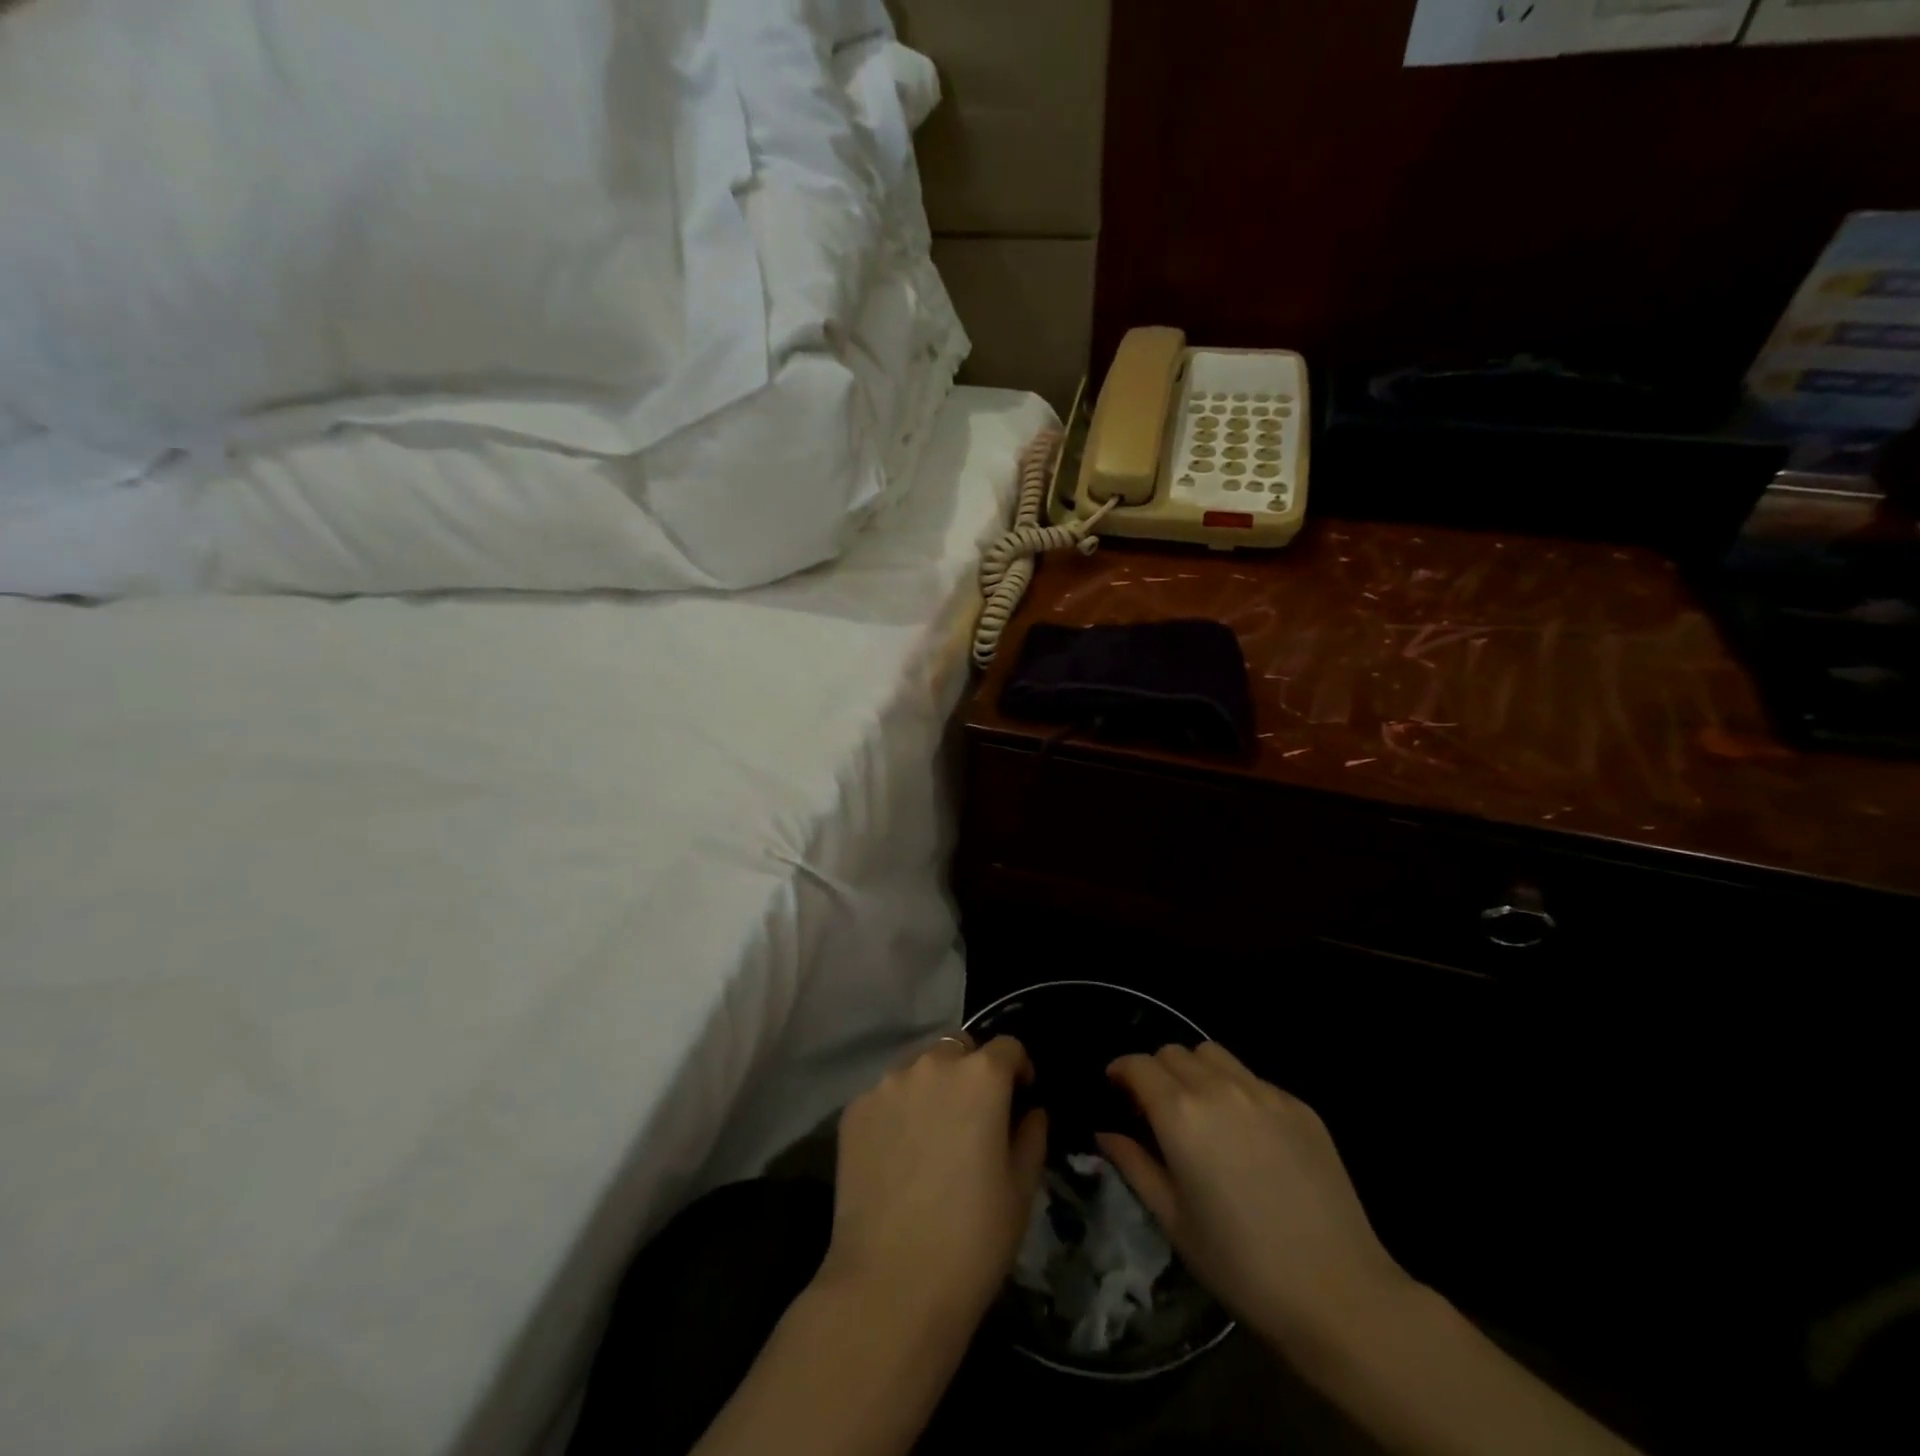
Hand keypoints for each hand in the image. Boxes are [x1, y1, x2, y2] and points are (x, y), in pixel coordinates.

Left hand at [821, 1034, 1048, 1331]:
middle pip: (959, 1049)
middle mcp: (932, 1065)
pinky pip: (886, 1096)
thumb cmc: (972, 1240)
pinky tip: (899, 1155)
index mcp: (981, 1076)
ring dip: (933, 1087)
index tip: (1021, 1099)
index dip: (1019, 1070)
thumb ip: (1031, 1136)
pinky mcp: (854, 1110)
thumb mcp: (1021, 1191)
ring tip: (933, 1136)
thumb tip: (1031, 1112)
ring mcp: (887, 1084)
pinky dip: (899, 1111)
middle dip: (972, 1071)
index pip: (1008, 1047)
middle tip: (975, 1118)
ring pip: (919, 1068)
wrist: (889, 1287)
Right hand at [1097, 1043, 1412, 1354]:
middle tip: (1156, 1107)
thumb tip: (1105, 1133)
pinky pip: (1253, 1078)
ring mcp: (1264, 1092)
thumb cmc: (1241, 1266)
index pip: (1138, 1065)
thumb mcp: (1174, 1221)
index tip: (1116, 1090)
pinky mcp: (1299, 1106)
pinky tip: (1246, 1133)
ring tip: (1199, 1109)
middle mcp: (1219, 1088)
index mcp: (1180, 1114)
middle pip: (1174, 1052)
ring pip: (1213, 1054)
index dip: (1120, 1072)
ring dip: (1195, 1070)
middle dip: (1156, 1071)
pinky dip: (1235, 1090)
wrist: (1340, 1295)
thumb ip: (1134, 1165)